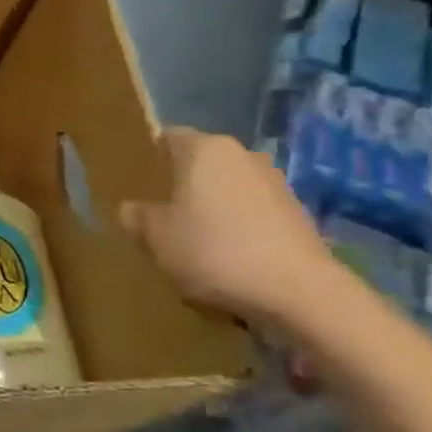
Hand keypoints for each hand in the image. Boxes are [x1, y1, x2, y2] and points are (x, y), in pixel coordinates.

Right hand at [119, 127, 337, 327]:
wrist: (300, 293)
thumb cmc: (214, 250)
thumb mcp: (154, 236)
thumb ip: (135, 215)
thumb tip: (131, 208)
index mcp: (204, 149)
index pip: (167, 138)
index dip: (148, 158)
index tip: (135, 183)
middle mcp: (242, 155)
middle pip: (200, 163)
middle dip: (180, 184)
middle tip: (158, 213)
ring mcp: (276, 184)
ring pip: (227, 188)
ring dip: (210, 207)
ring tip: (192, 238)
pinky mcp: (299, 215)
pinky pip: (252, 212)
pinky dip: (237, 227)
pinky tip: (226, 256)